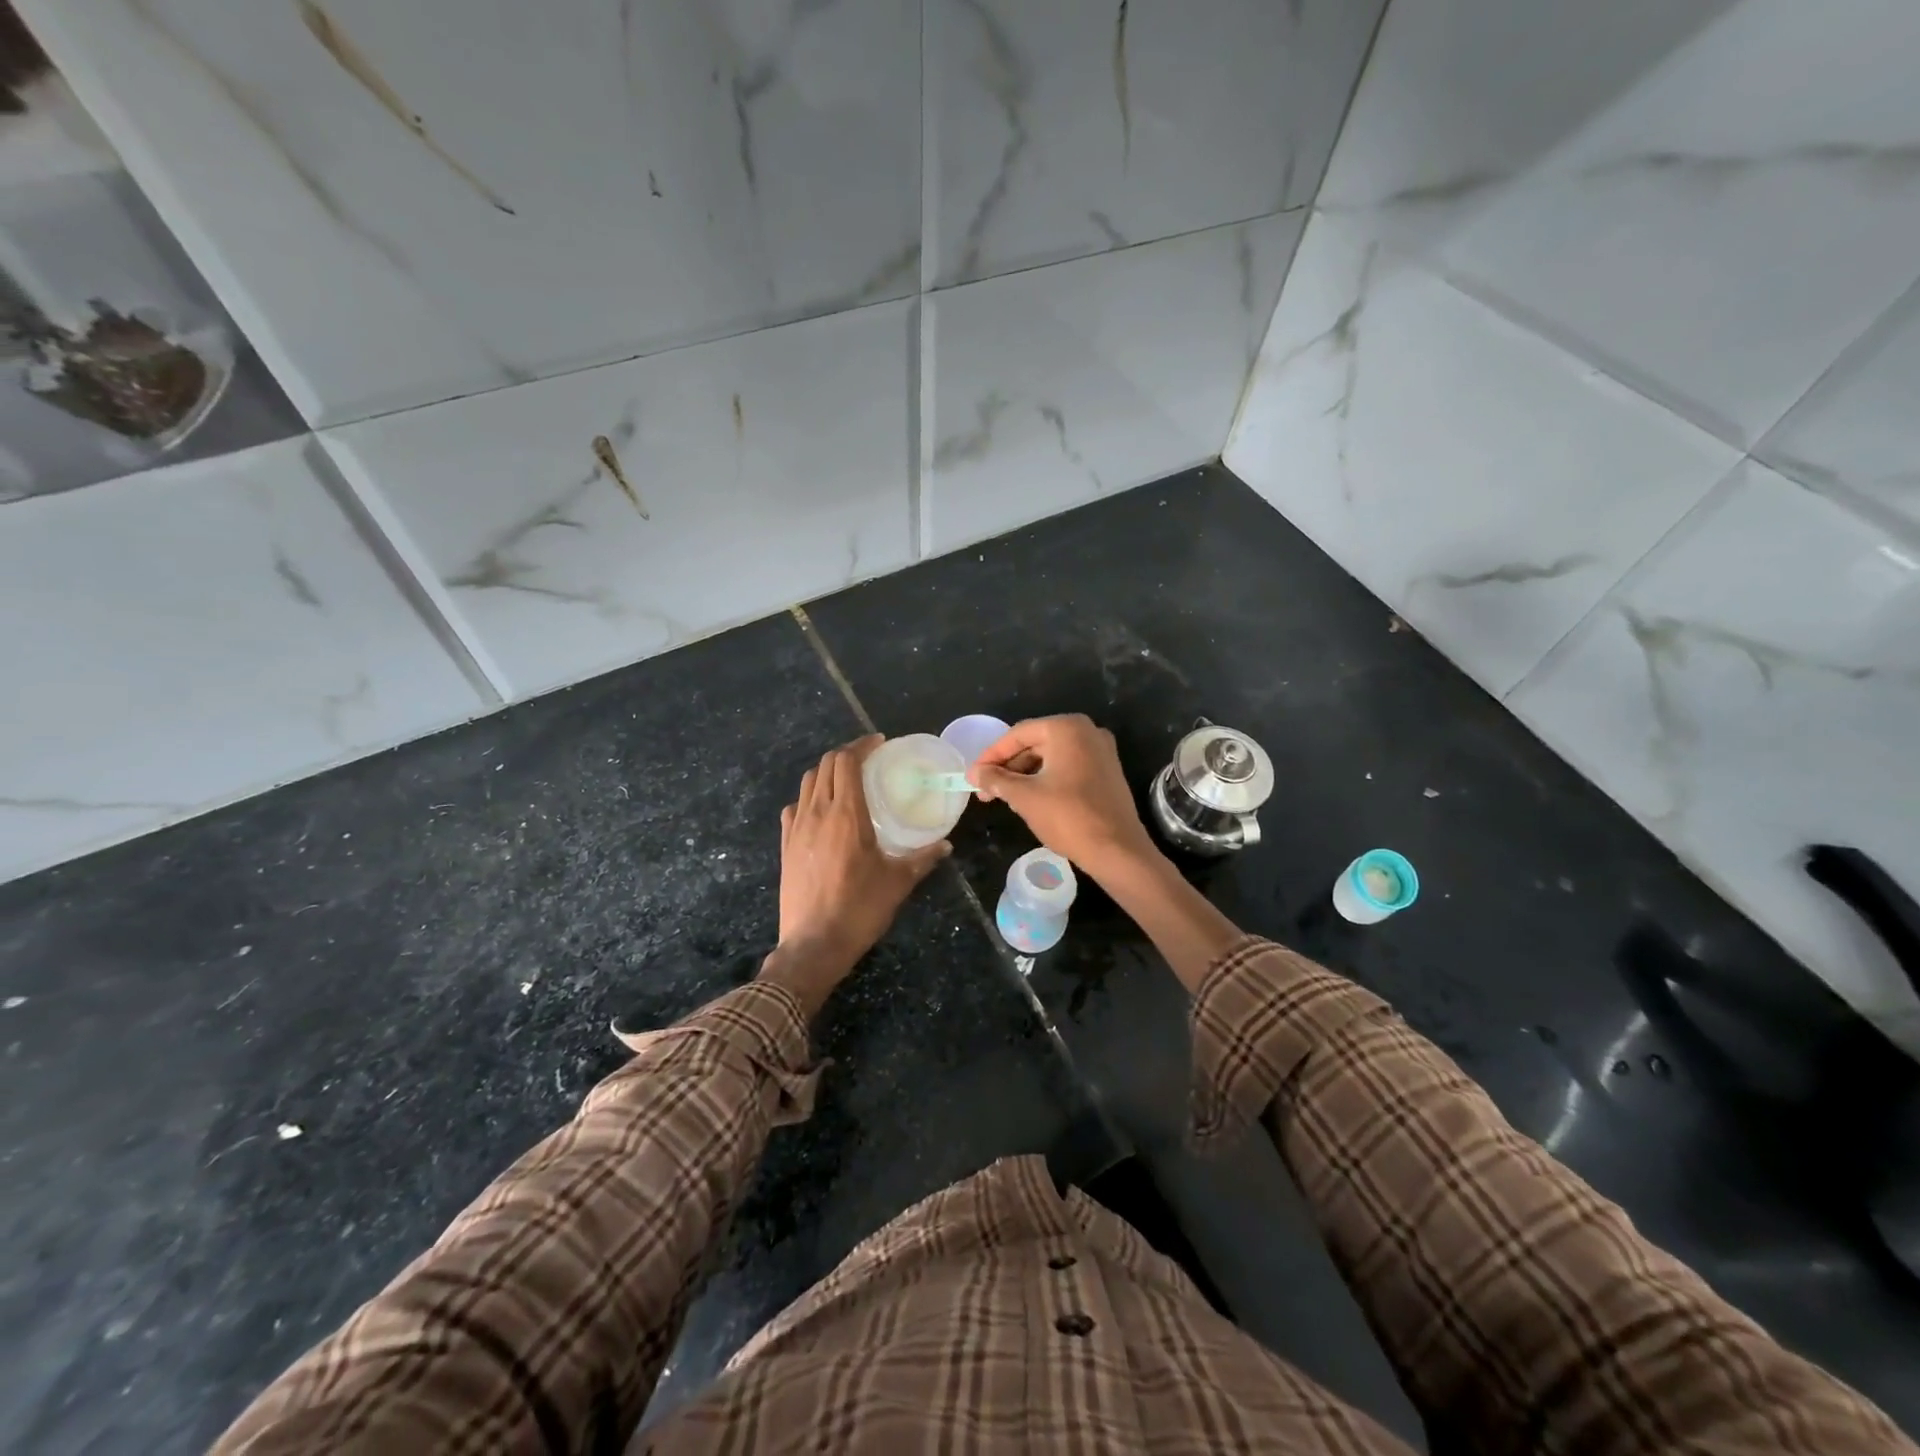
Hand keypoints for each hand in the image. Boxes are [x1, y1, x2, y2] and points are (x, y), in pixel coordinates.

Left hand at [761, 735, 949, 1015]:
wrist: (813, 944)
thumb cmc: (859, 909)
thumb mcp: (898, 882)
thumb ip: (923, 858)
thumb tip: (945, 845)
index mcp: (846, 814)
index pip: (847, 762)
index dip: (862, 745)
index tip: (879, 743)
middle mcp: (817, 813)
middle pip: (825, 765)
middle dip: (846, 754)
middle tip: (868, 759)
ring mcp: (796, 828)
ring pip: (807, 782)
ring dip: (827, 772)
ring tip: (847, 779)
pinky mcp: (785, 845)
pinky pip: (794, 807)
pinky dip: (809, 797)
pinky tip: (821, 810)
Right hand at [968, 715, 1159, 880]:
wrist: (1117, 850)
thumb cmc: (1068, 817)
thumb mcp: (1024, 797)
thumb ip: (996, 780)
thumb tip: (974, 773)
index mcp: (1067, 728)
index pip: (1018, 734)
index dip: (991, 755)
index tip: (973, 775)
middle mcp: (1087, 731)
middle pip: (1035, 743)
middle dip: (1008, 767)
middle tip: (986, 791)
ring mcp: (1101, 751)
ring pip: (1051, 757)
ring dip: (1025, 776)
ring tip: (1005, 799)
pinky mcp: (1106, 771)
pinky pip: (1068, 767)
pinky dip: (1046, 779)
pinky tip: (1030, 800)